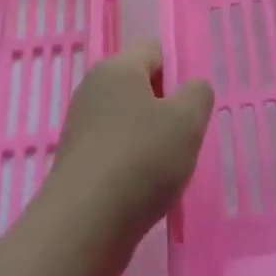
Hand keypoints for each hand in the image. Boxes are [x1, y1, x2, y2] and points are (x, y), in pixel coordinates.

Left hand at [43, 40, 213, 275]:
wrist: (83, 226)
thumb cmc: (141, 160)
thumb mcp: (188, 120)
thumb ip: (198, 94)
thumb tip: (191, 89)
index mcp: (116, 68)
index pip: (154, 49)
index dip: (178, 71)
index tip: (191, 106)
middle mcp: (92, 90)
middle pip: (141, 85)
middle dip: (166, 108)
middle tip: (184, 137)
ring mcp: (81, 127)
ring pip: (129, 120)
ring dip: (151, 139)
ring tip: (167, 168)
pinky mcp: (77, 161)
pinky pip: (115, 149)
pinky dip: (132, 163)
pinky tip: (145, 188)